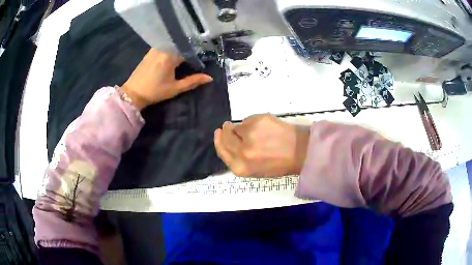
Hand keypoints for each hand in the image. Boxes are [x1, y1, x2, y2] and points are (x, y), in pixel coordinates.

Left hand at [121, 49, 212, 109]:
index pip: (189, 50)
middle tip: (195, 56)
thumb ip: (193, 81)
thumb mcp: (175, 88)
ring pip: (172, 44)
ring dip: (180, 48)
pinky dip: (171, 48)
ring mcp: (155, 49)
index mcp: (170, 56)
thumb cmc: (155, 91)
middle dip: (189, 49)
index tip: (202, 59)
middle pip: (180, 44)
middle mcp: (163, 49)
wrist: (133, 93)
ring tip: (186, 54)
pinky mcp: (150, 51)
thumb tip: (209, 78)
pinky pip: (164, 45)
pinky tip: (173, 54)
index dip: (197, 54)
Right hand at [214, 114, 309, 177]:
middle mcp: (241, 152)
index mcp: (241, 167)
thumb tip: (228, 142)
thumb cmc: (279, 164)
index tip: (218, 133)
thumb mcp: (255, 170)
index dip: (218, 141)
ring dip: (240, 127)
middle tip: (227, 127)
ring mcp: (249, 135)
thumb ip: (238, 159)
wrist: (300, 151)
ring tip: (253, 130)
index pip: (222, 151)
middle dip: (225, 131)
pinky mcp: (257, 121)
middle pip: (224, 137)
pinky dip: (251, 122)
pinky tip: (262, 127)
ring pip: (235, 127)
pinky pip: (247, 120)